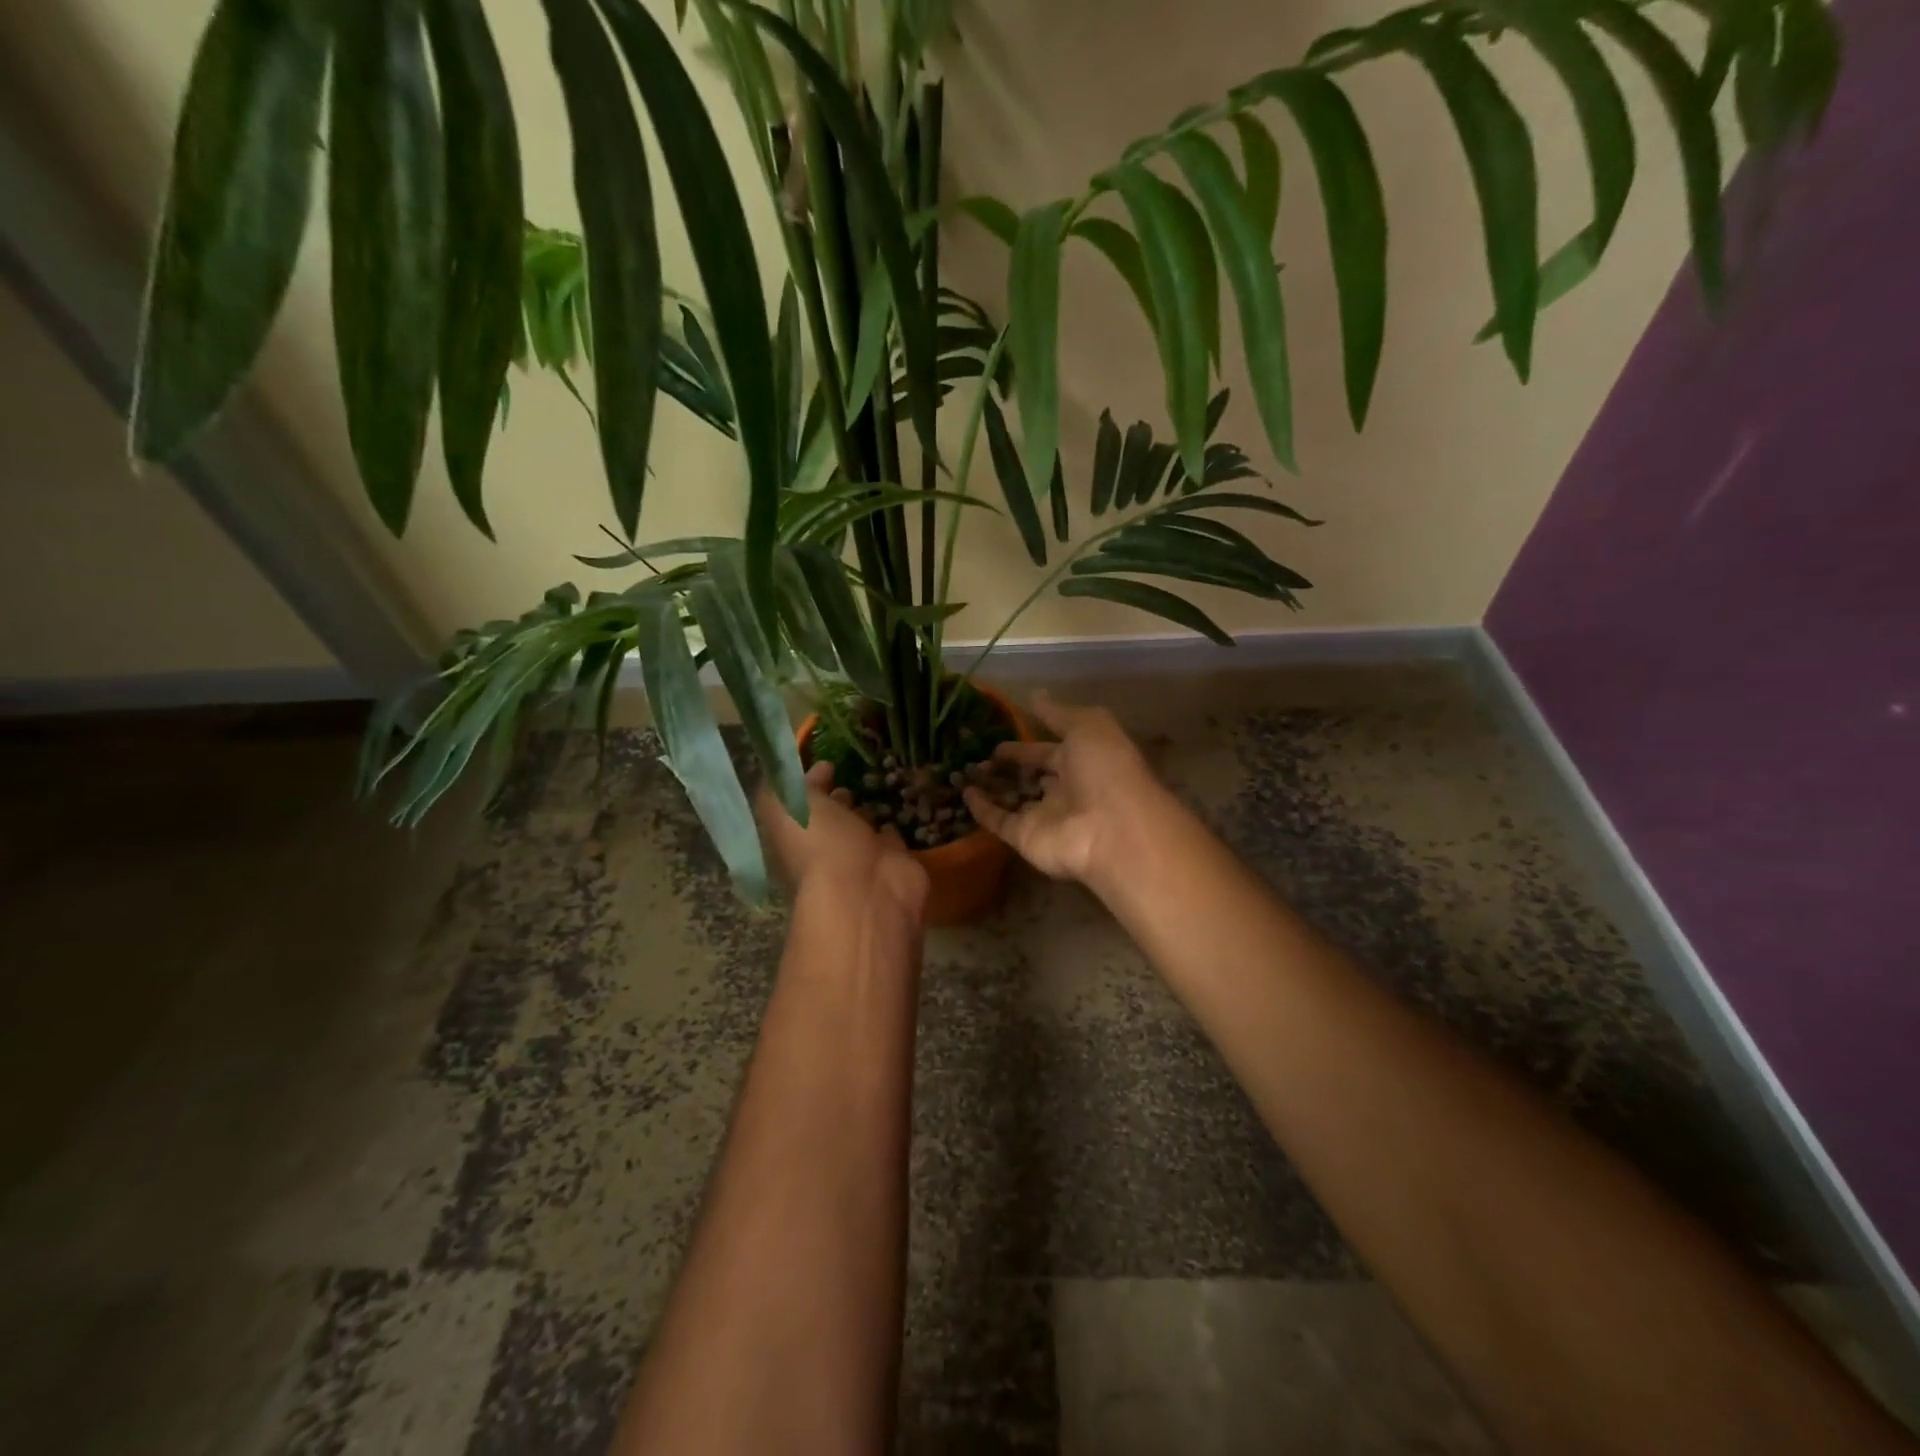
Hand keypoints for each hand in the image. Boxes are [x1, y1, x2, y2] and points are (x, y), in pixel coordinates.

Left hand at [757, 762, 928, 920]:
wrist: (867, 891)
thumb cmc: (819, 845)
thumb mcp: (789, 805)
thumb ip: (792, 781)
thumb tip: (813, 767)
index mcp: (796, 836)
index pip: (798, 806)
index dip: (807, 784)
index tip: (826, 760)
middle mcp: (826, 848)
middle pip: (830, 818)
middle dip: (837, 798)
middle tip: (850, 772)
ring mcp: (862, 856)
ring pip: (862, 826)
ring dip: (866, 810)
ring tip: (878, 781)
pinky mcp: (894, 861)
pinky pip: (892, 836)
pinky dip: (893, 823)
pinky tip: (899, 805)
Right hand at [963, 691, 1168, 886]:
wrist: (1112, 830)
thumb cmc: (1106, 770)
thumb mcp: (1088, 726)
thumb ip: (1058, 713)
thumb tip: (1035, 695)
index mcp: (1084, 762)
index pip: (1049, 751)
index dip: (1027, 743)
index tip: (998, 735)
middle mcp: (1065, 790)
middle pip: (1032, 776)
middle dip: (1010, 765)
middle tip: (980, 753)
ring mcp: (1045, 817)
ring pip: (1013, 799)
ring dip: (991, 786)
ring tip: (964, 769)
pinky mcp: (1026, 838)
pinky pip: (999, 821)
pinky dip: (981, 809)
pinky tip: (964, 792)